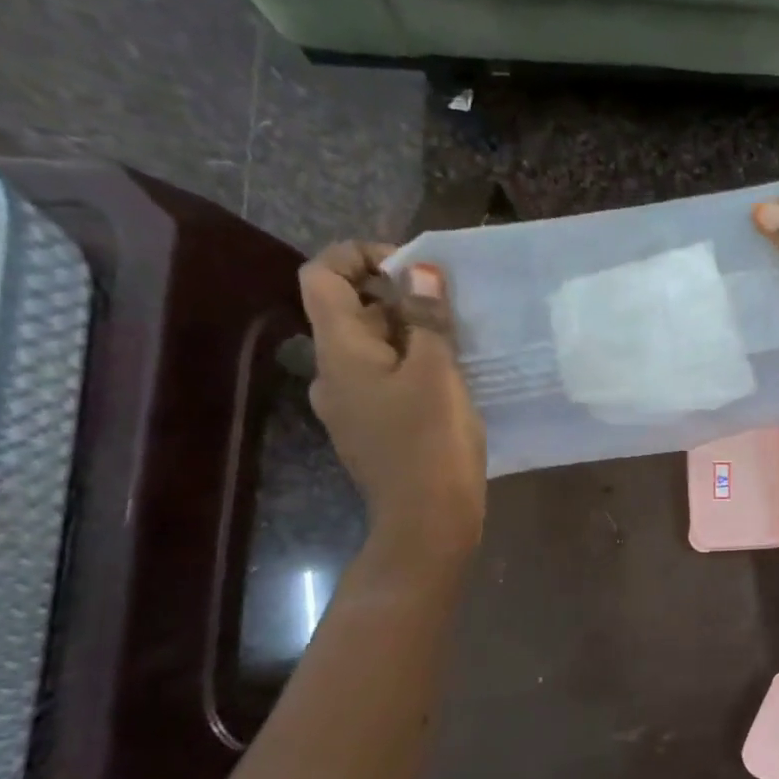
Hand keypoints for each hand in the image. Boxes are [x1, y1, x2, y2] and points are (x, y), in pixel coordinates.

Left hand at [298, 242, 486, 567]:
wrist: (428, 522)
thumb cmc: (432, 442)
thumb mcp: (438, 373)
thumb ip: (427, 318)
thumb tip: (420, 270)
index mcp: (339, 351)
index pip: (323, 275)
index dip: (359, 255)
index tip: (411, 267)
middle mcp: (331, 373)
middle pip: (349, 312)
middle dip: (396, 299)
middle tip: (448, 310)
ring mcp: (348, 407)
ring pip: (370, 349)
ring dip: (407, 335)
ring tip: (456, 347)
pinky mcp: (369, 431)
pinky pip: (382, 381)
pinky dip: (409, 368)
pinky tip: (447, 386)